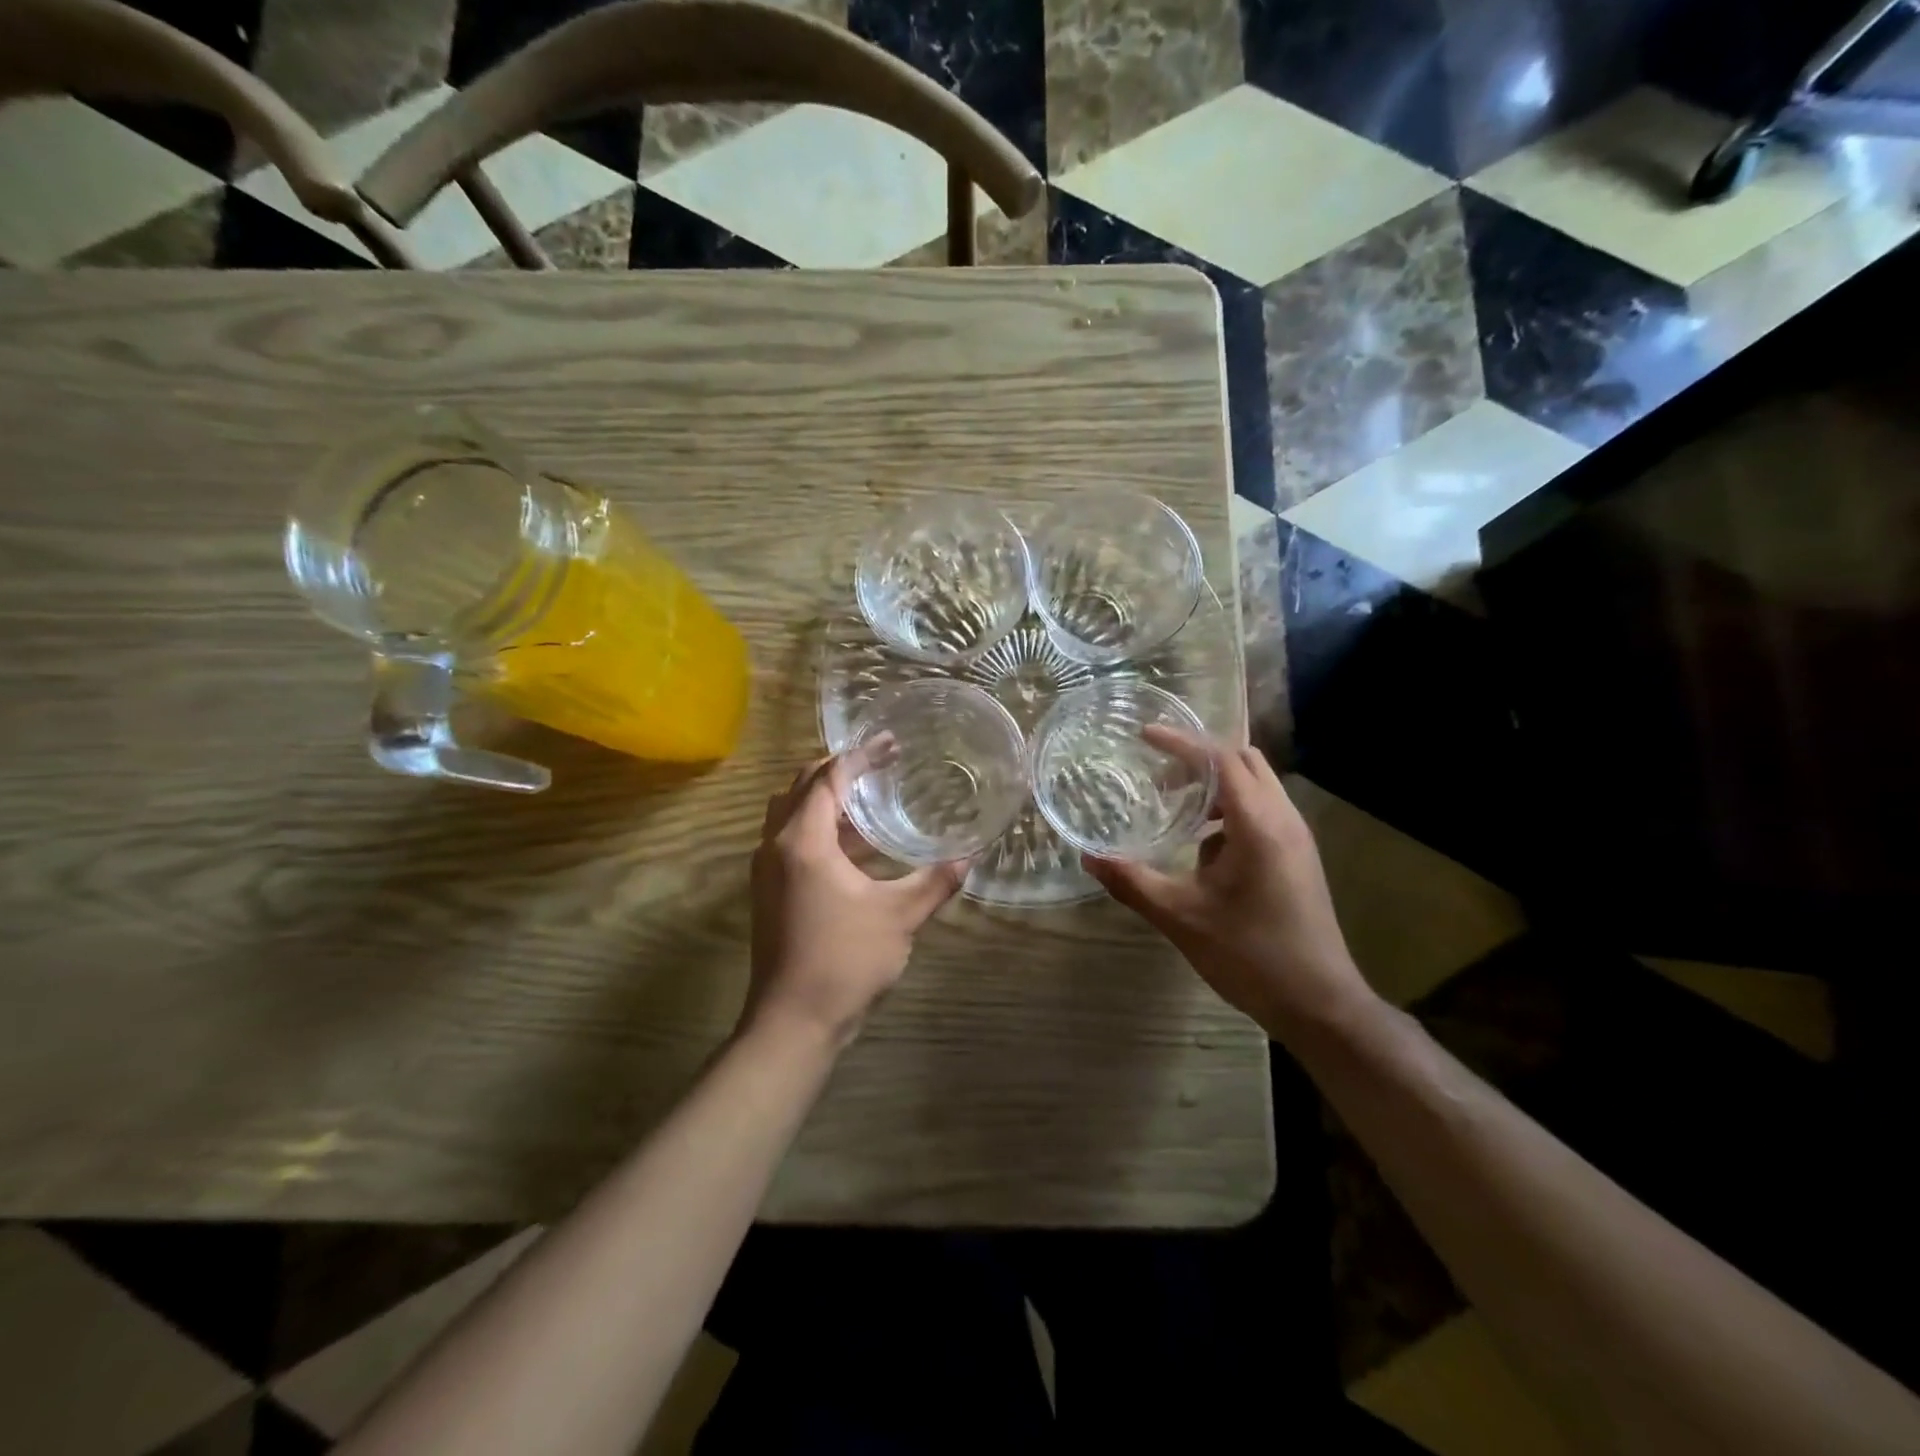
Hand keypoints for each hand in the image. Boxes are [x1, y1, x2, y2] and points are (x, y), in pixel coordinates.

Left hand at [745, 751, 966, 1048]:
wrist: (793, 1023)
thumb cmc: (844, 961)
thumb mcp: (898, 917)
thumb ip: (934, 882)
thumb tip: (969, 857)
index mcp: (803, 841)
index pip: (828, 778)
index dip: (859, 755)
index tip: (889, 742)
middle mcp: (776, 846)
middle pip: (803, 787)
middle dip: (840, 768)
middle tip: (881, 761)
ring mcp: (768, 870)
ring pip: (792, 814)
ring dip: (827, 797)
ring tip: (870, 794)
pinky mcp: (770, 891)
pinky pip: (792, 839)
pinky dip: (820, 827)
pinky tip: (856, 843)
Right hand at [1083, 729, 1373, 1033]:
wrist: (1320, 1005)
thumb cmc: (1250, 956)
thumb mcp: (1181, 917)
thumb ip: (1133, 881)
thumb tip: (1089, 857)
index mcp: (1258, 825)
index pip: (1220, 759)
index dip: (1180, 743)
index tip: (1143, 736)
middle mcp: (1284, 819)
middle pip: (1244, 761)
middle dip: (1199, 759)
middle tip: (1159, 775)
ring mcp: (1297, 839)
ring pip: (1257, 786)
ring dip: (1216, 786)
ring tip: (1177, 808)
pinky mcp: (1299, 858)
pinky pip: (1263, 812)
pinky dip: (1230, 811)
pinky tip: (1204, 849)